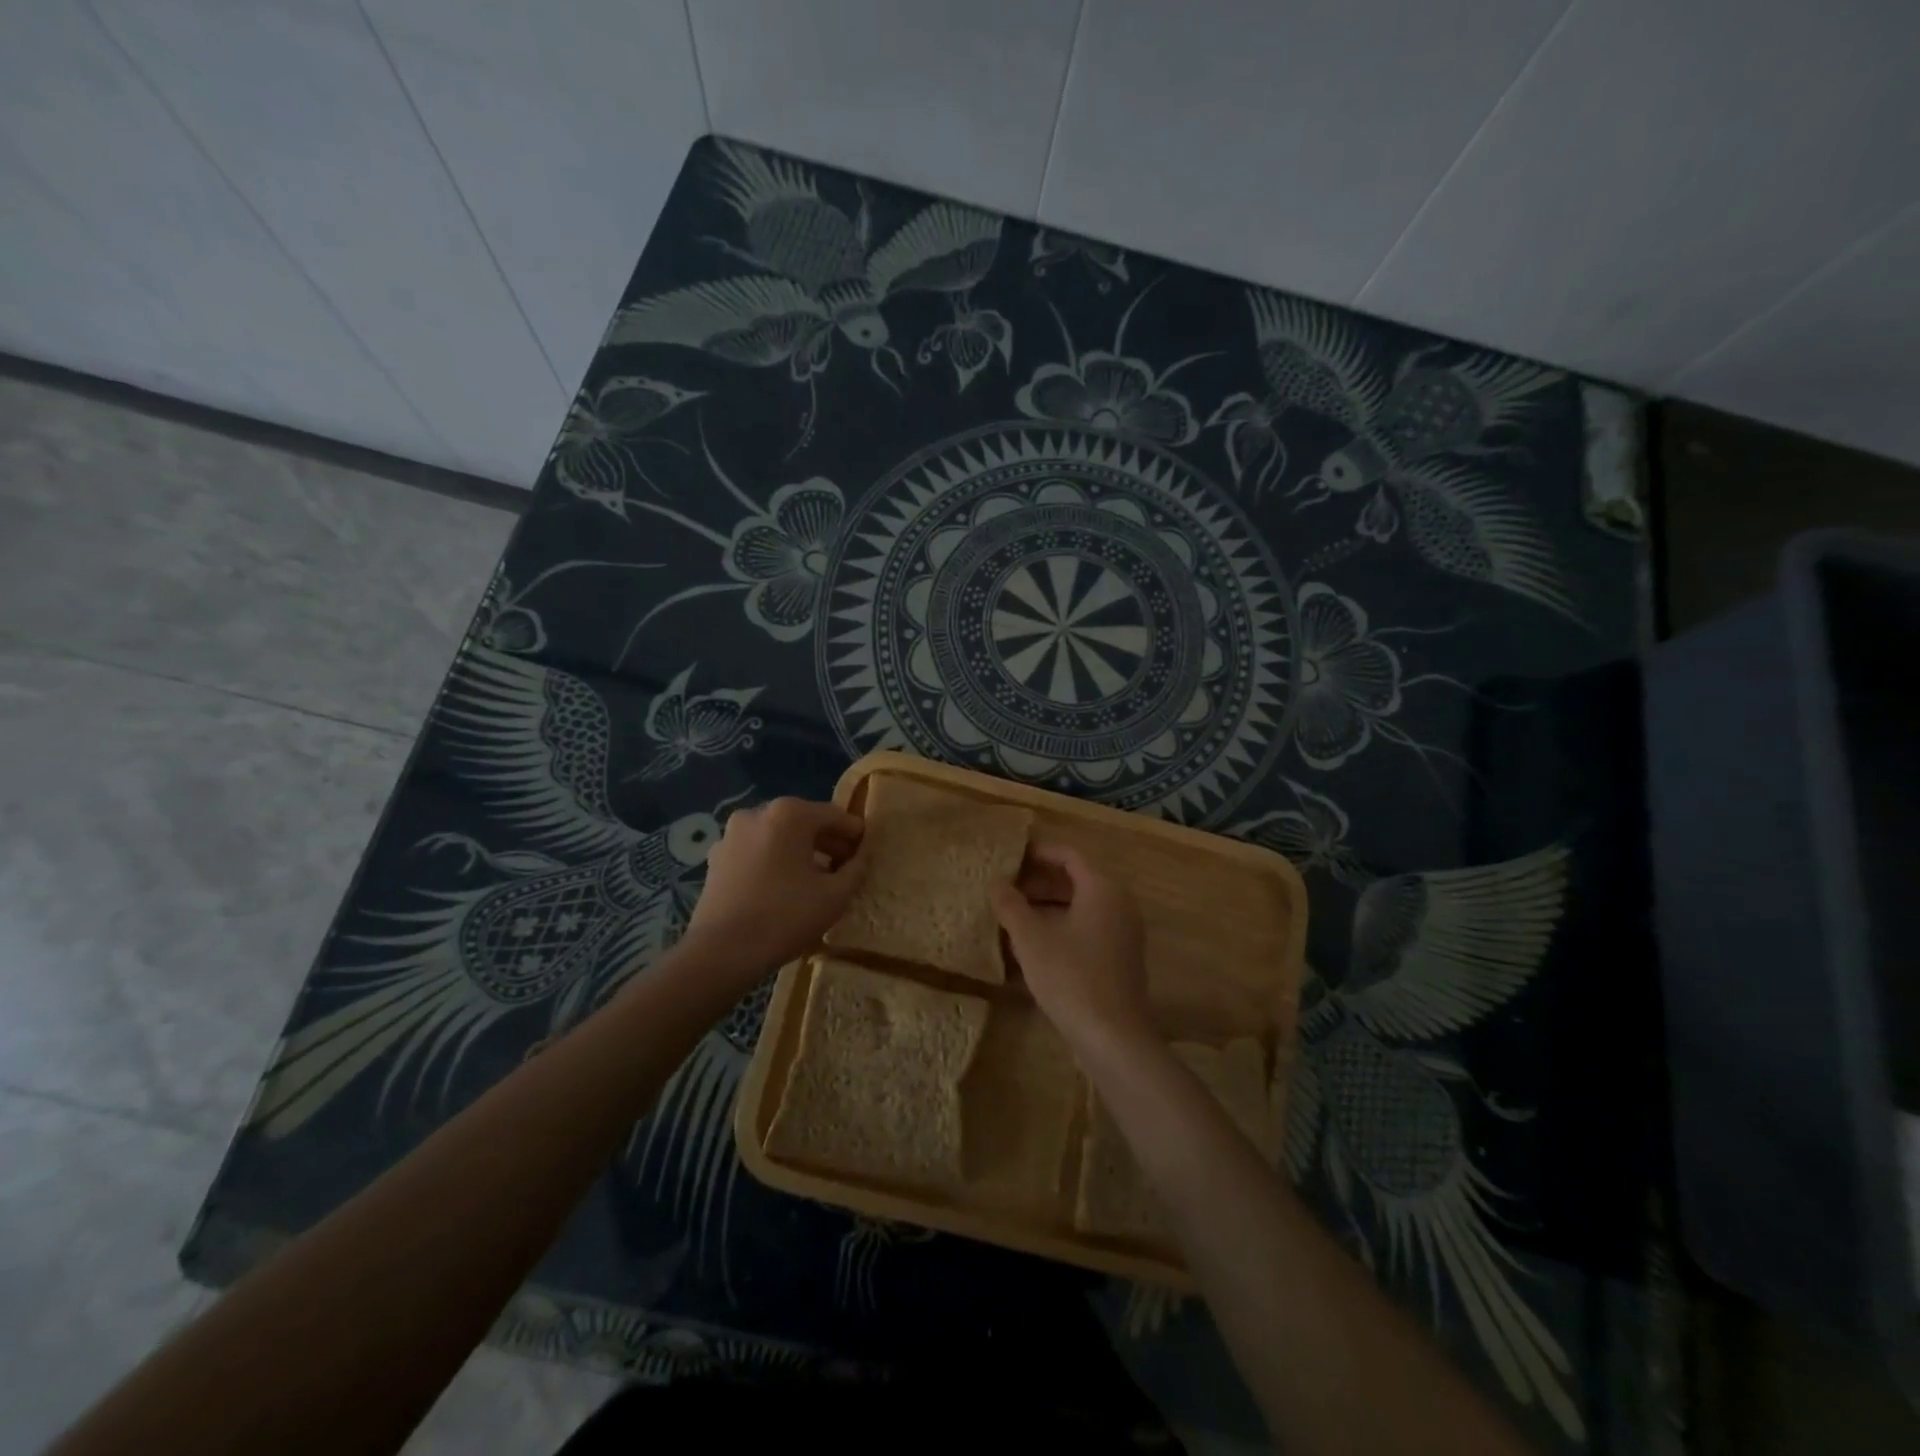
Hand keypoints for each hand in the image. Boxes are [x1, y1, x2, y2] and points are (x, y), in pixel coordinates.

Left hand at [680, 797, 866, 982]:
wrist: (721, 952)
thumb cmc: (785, 917)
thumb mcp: (835, 896)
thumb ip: (856, 868)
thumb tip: (861, 856)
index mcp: (789, 814)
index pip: (834, 815)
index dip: (854, 833)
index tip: (868, 850)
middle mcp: (757, 813)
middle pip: (804, 822)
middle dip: (827, 841)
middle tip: (846, 865)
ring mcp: (731, 835)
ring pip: (778, 836)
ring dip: (800, 851)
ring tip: (817, 878)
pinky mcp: (716, 858)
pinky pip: (756, 851)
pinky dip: (775, 861)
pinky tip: (784, 887)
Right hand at [990, 842, 1154, 1052]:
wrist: (1114, 1038)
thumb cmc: (1071, 977)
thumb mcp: (1031, 939)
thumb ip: (1011, 905)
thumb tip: (996, 882)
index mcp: (1102, 888)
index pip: (1068, 855)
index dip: (1037, 852)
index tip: (1009, 856)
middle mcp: (1119, 903)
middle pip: (1076, 879)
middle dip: (1039, 881)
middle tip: (1005, 888)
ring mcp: (1123, 932)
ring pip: (1081, 906)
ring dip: (1048, 906)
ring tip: (1012, 915)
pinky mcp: (1120, 958)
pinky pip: (1088, 928)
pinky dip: (1062, 926)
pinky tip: (1034, 945)